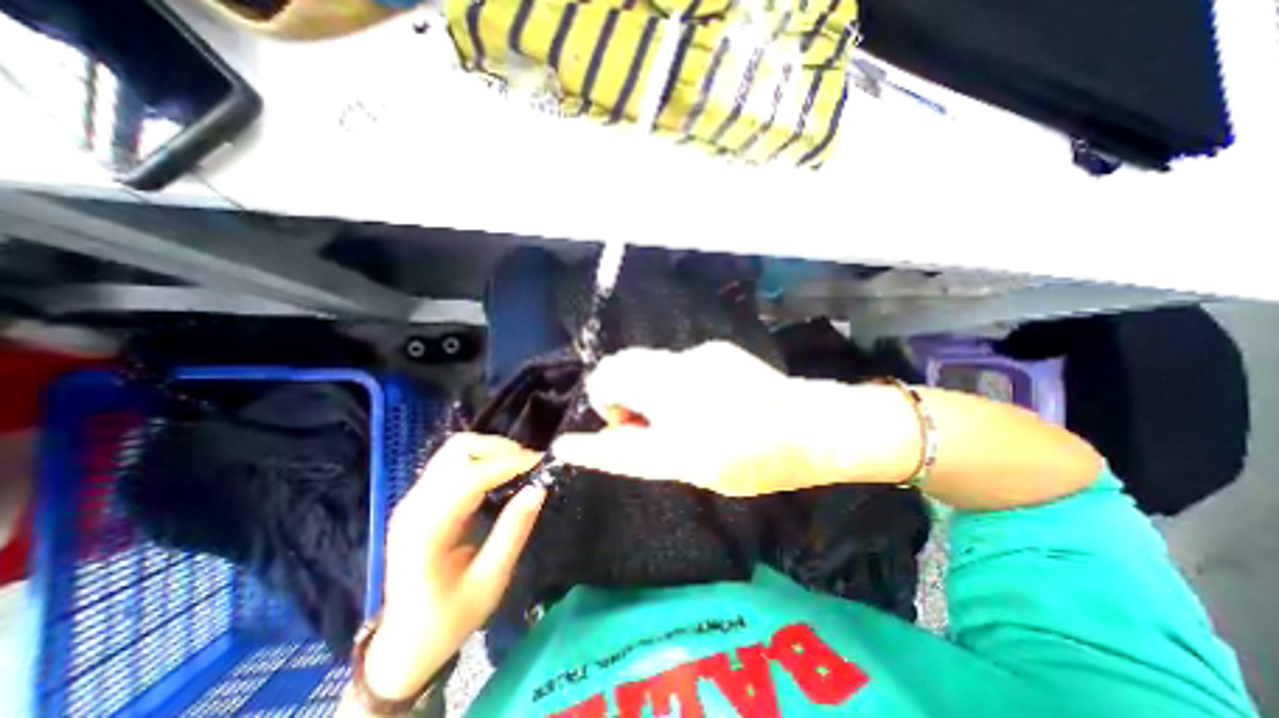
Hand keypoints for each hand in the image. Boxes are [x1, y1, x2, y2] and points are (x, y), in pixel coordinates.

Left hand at [360, 431, 542, 701]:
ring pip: (454, 450)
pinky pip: (453, 462)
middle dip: (498, 448)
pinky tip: (500, 472)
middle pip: (457, 451)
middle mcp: (414, 506)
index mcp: (426, 532)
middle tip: (529, 462)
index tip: (539, 462)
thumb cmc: (448, 618)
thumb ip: (514, 531)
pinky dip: (481, 458)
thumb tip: (538, 488)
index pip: (468, 479)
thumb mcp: (490, 581)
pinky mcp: (420, 499)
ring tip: (519, 464)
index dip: (506, 464)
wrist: (402, 644)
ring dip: (490, 449)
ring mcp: (414, 500)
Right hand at [549, 339, 898, 495]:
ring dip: (641, 388)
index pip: (610, 393)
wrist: (811, 426)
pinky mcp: (715, 350)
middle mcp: (679, 369)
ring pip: (645, 362)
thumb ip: (638, 449)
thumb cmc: (753, 458)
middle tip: (638, 424)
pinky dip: (666, 382)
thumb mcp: (688, 465)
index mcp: (672, 401)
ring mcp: (699, 355)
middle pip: (620, 365)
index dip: (594, 413)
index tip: (573, 441)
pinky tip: (696, 401)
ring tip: (668, 415)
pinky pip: (672, 363)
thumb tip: (602, 438)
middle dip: (616, 395)